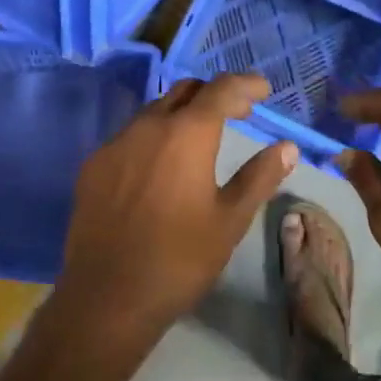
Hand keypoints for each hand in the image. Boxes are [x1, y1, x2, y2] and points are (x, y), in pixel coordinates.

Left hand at [55, 75, 297, 353]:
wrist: (108, 295)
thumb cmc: (180, 259)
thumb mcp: (230, 220)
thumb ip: (259, 177)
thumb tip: (287, 147)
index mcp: (186, 134)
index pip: (221, 89)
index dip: (245, 84)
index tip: (263, 90)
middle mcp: (147, 126)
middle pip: (184, 90)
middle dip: (213, 94)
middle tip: (237, 112)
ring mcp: (115, 143)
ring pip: (153, 110)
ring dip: (181, 113)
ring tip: (200, 137)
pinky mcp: (93, 164)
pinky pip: (129, 136)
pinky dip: (153, 137)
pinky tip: (159, 166)